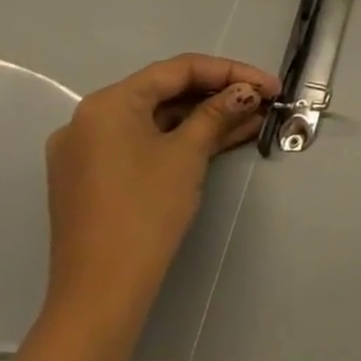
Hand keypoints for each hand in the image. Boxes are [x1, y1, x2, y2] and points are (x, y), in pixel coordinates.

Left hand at [43, 54, 276, 327]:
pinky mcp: (96, 177)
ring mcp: (90, 151)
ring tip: (255, 118)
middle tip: (264, 100)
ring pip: (160, 119)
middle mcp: (90, 120)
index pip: (179, 70)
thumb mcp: (189, 153)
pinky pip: (147, 143)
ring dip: (207, 117)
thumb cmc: (145, 210)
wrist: (101, 291)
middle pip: (167, 92)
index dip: (231, 72)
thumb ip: (219, 112)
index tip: (270, 85)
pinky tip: (225, 138)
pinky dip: (184, 139)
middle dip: (220, 94)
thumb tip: (247, 91)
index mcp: (107, 105)